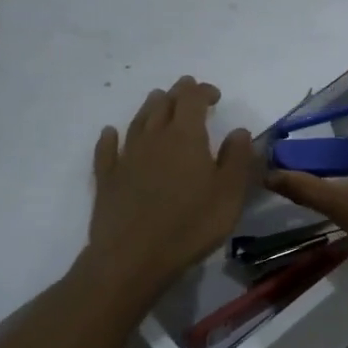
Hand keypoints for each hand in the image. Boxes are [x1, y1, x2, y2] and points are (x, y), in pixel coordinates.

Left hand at [80, 76, 255, 298]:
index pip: (192, 100)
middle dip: (177, 94)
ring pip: (137, 121)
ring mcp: (126, 157)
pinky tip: (110, 133)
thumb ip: (237, 158)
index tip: (215, 96)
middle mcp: (154, 138)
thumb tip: (240, 131)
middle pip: (164, 105)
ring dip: (149, 107)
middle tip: (187, 90)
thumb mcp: (229, 193)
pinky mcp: (107, 179)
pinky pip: (107, 150)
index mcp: (186, 136)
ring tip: (157, 100)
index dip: (203, 91)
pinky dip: (110, 138)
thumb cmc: (191, 224)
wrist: (133, 258)